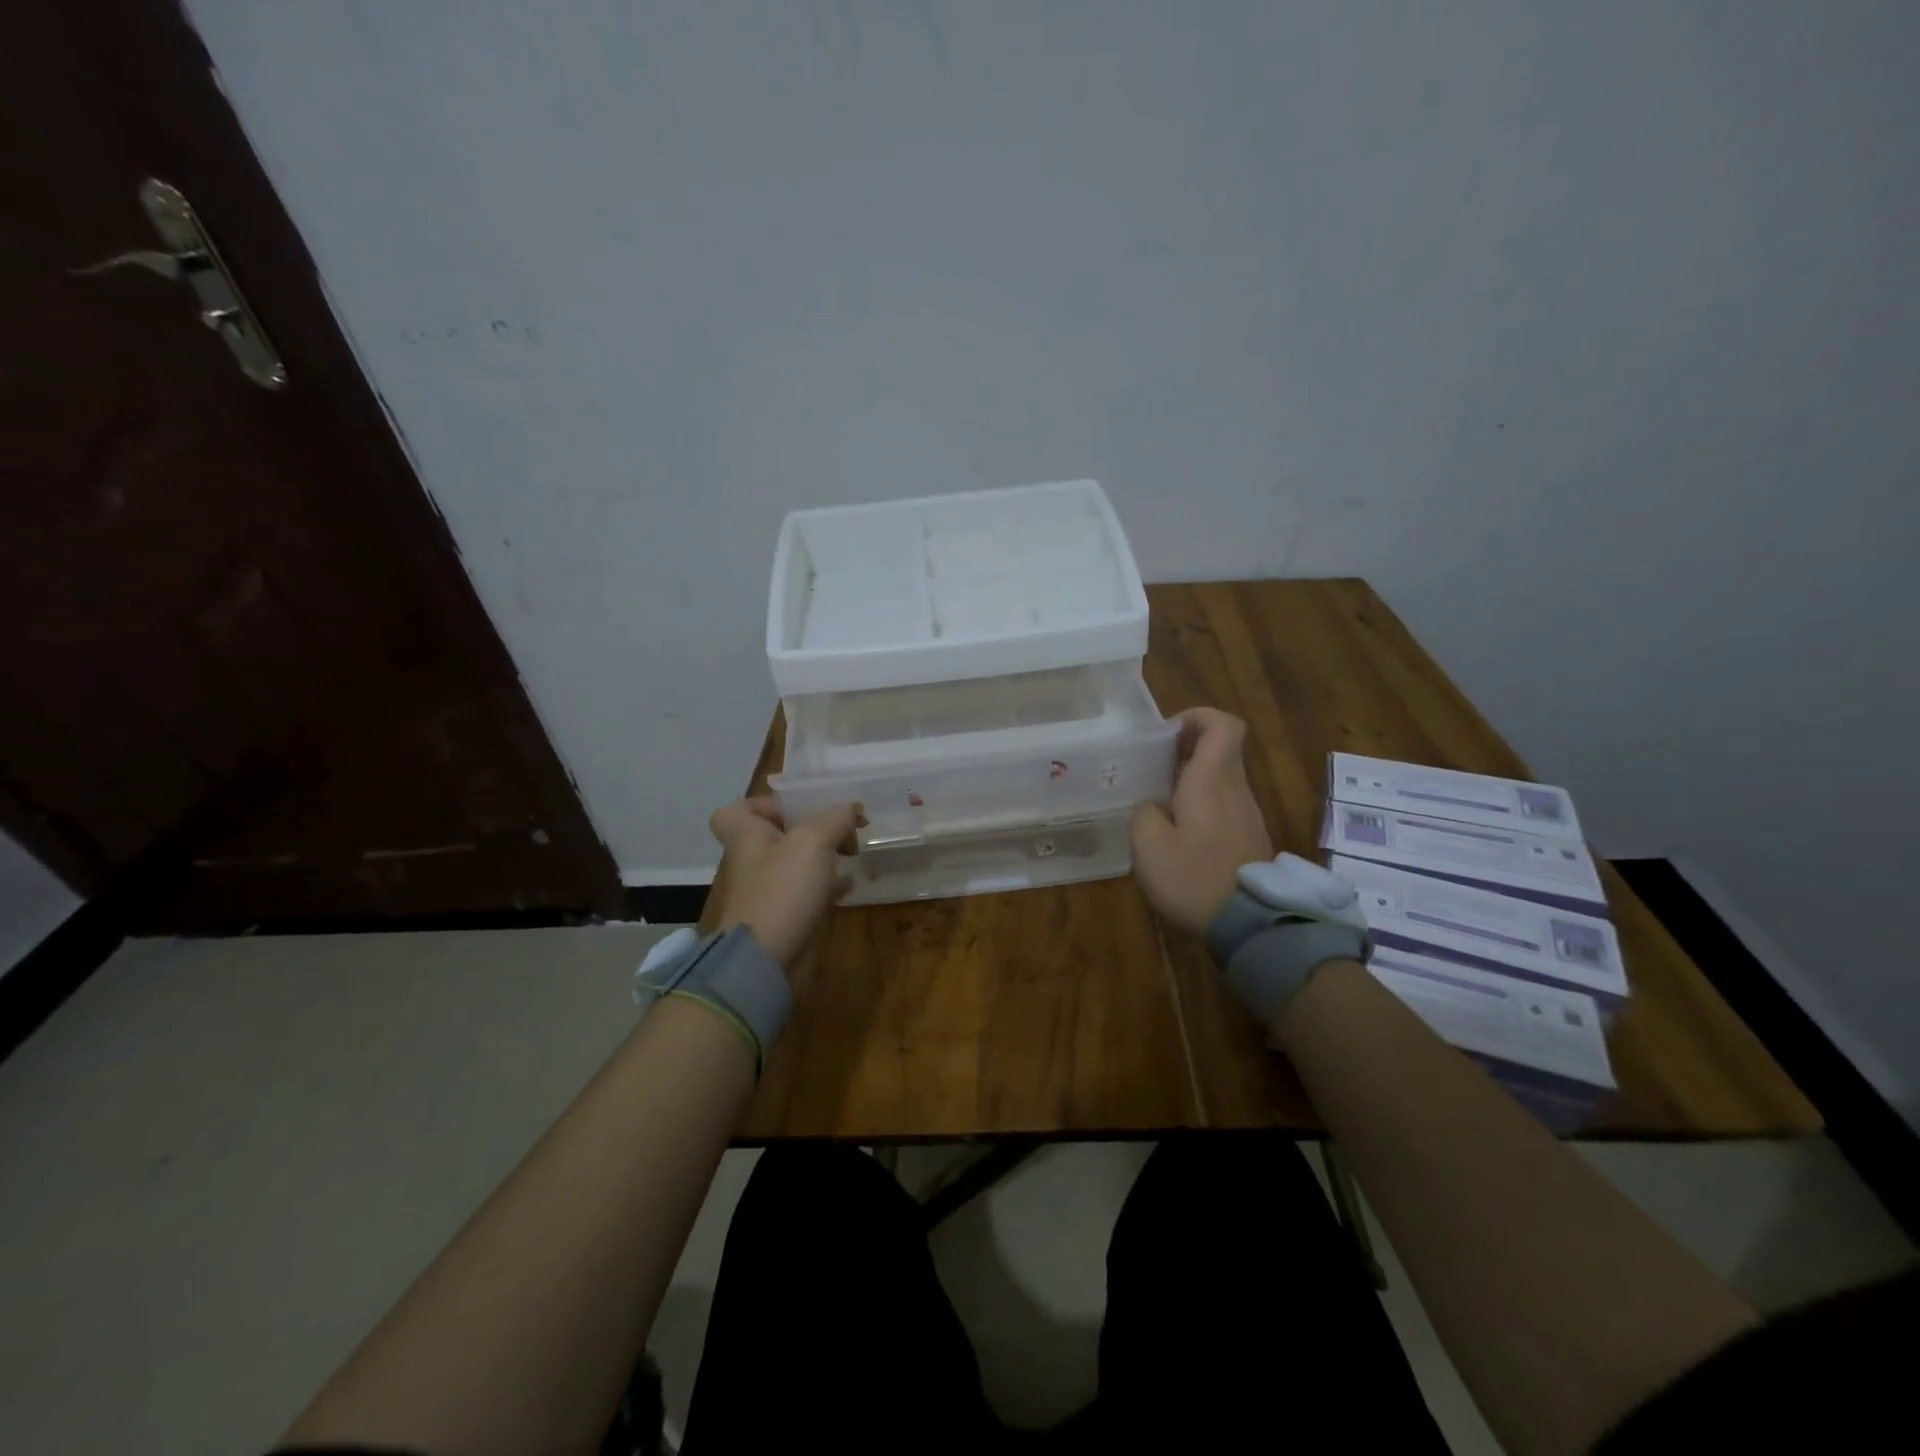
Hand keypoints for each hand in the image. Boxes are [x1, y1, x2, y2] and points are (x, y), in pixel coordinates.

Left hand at [708, 797, 860, 966]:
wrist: (768, 960)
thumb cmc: (782, 890)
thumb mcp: (812, 841)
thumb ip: (834, 819)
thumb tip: (853, 809)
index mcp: (747, 836)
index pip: (738, 810)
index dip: (764, 803)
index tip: (799, 805)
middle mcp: (756, 860)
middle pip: (777, 834)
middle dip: (811, 826)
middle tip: (843, 825)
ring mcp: (771, 890)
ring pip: (797, 862)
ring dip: (825, 854)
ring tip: (854, 849)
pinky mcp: (789, 915)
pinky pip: (811, 891)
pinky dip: (831, 884)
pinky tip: (853, 881)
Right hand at [1131, 708, 1273, 935]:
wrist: (1251, 926)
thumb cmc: (1194, 878)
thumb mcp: (1148, 846)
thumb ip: (1144, 813)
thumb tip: (1153, 805)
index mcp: (1212, 781)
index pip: (1223, 725)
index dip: (1197, 717)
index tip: (1167, 734)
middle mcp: (1236, 790)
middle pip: (1221, 749)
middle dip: (1186, 749)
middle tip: (1151, 768)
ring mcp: (1247, 815)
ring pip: (1222, 778)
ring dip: (1192, 778)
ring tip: (1159, 801)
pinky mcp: (1249, 838)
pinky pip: (1225, 804)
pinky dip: (1202, 803)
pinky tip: (1178, 832)